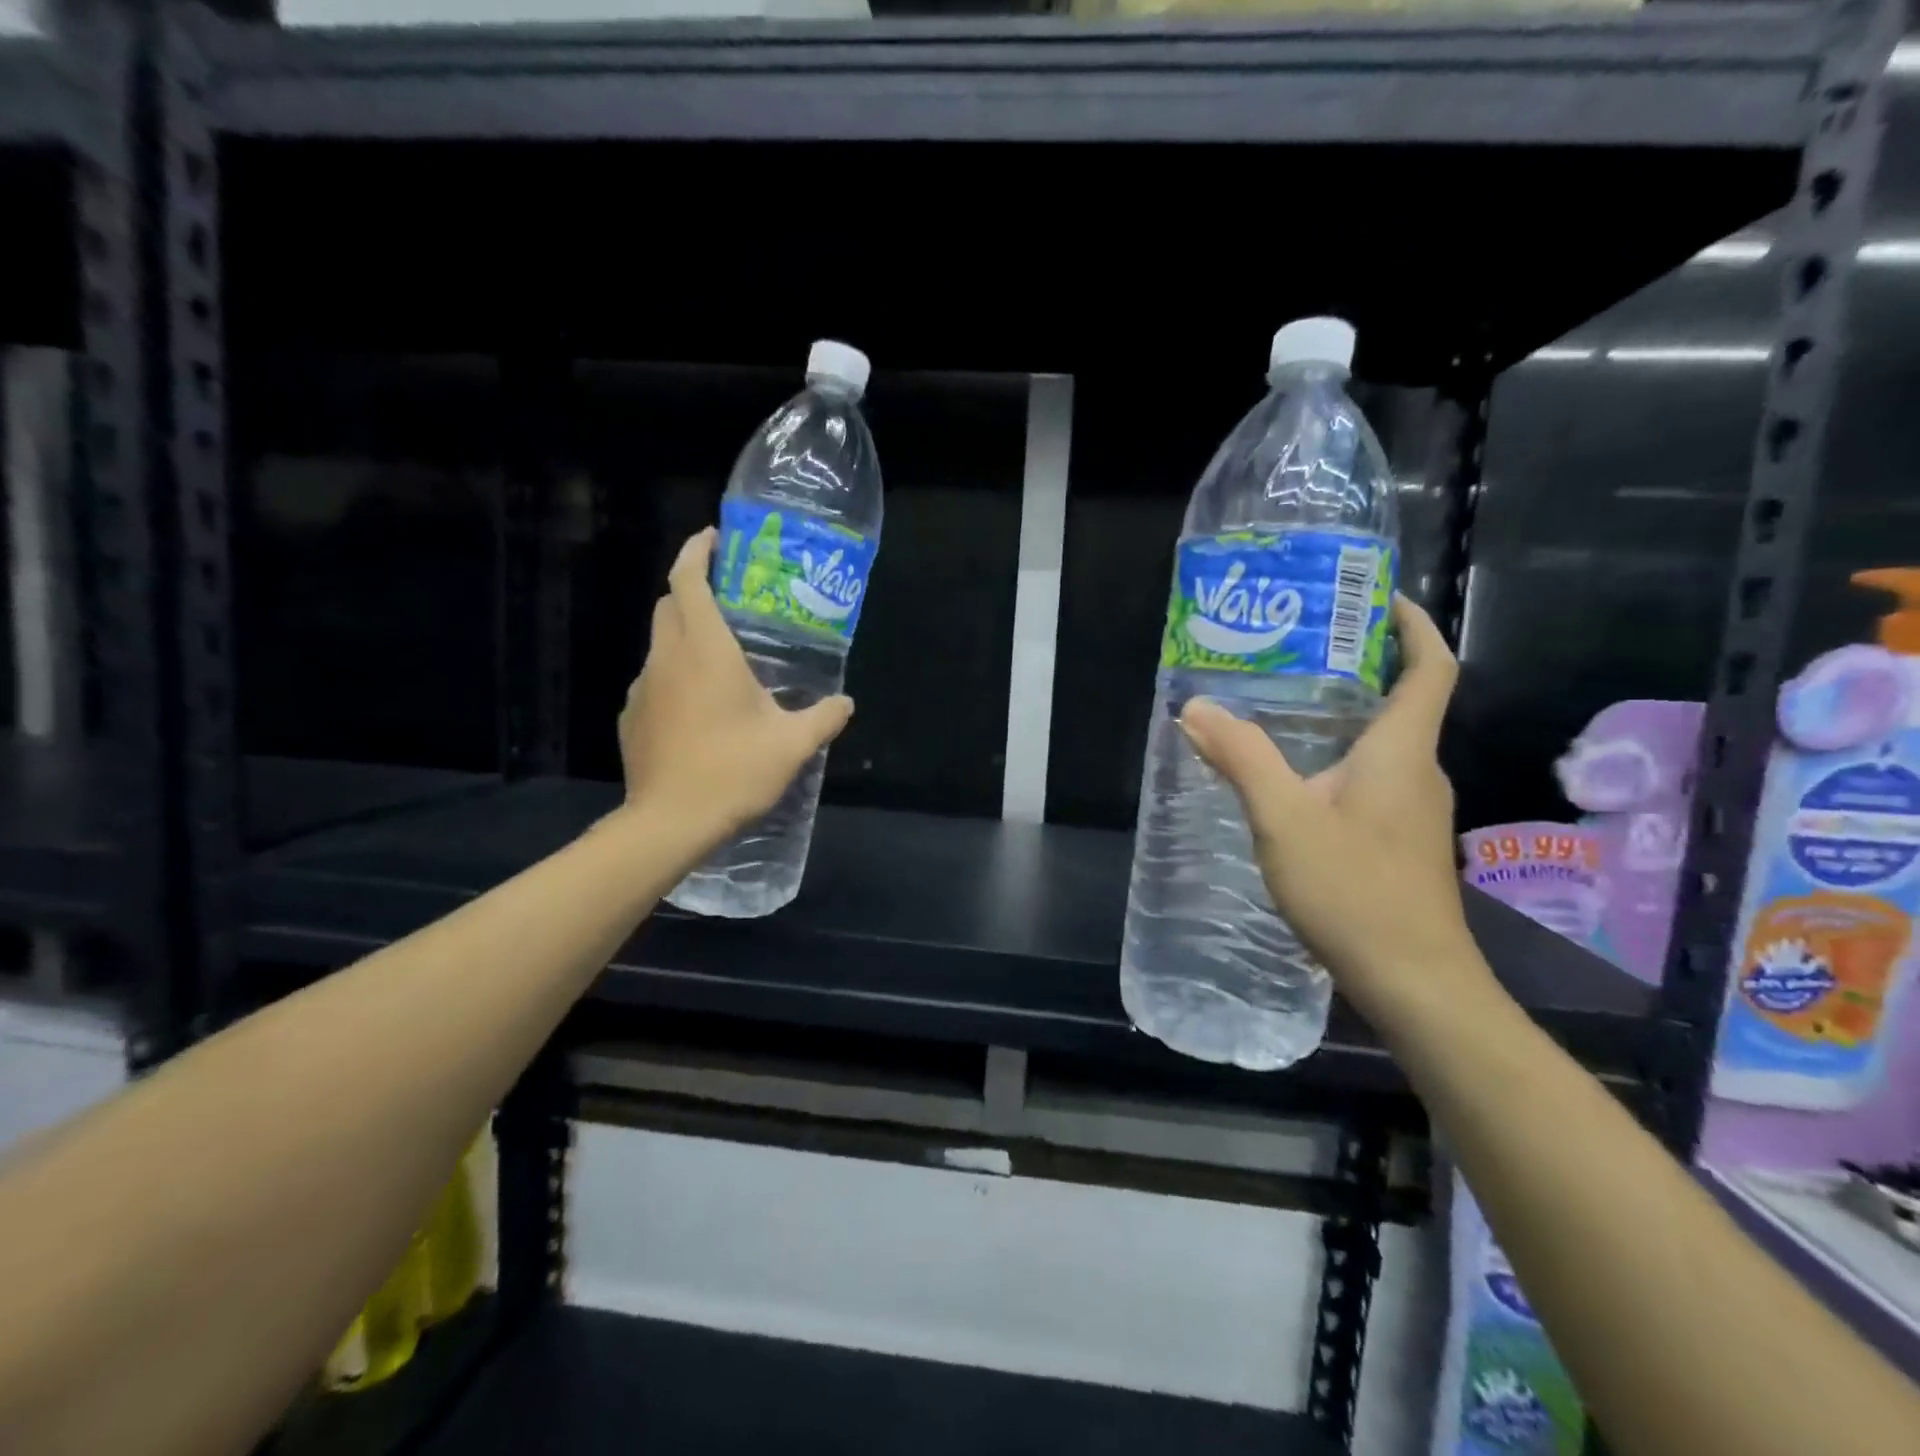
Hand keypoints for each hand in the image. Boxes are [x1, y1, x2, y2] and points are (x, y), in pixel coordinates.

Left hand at [617, 528, 852, 843]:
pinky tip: (699, 709)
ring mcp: (643, 688)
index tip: (713, 538)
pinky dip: (675, 676)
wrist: (669, 823)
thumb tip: (846, 703)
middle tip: (729, 598)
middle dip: (692, 589)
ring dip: (685, 636)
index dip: (697, 551)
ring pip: (661, 644)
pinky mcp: (632, 717)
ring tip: (721, 660)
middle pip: (670, 604)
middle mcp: (667, 658)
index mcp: (705, 650)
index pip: (688, 580)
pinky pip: (655, 681)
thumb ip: (823, 718)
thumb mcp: (792, 744)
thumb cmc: (733, 771)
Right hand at [1178, 595, 1488, 1028]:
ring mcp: (1415, 810)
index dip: (1412, 626)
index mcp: (1401, 751)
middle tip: (1296, 651)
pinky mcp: (1403, 841)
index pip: (1429, 668)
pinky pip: (1374, 779)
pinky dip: (1340, 760)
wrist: (1414, 982)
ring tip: (1283, 708)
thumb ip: (1242, 758)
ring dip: (1345, 717)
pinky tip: (1295, 780)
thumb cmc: (1354, 891)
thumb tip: (1196, 707)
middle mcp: (1418, 771)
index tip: (1377, 598)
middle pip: (1403, 701)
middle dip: (1360, 667)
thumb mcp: (1283, 819)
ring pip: (1384, 745)